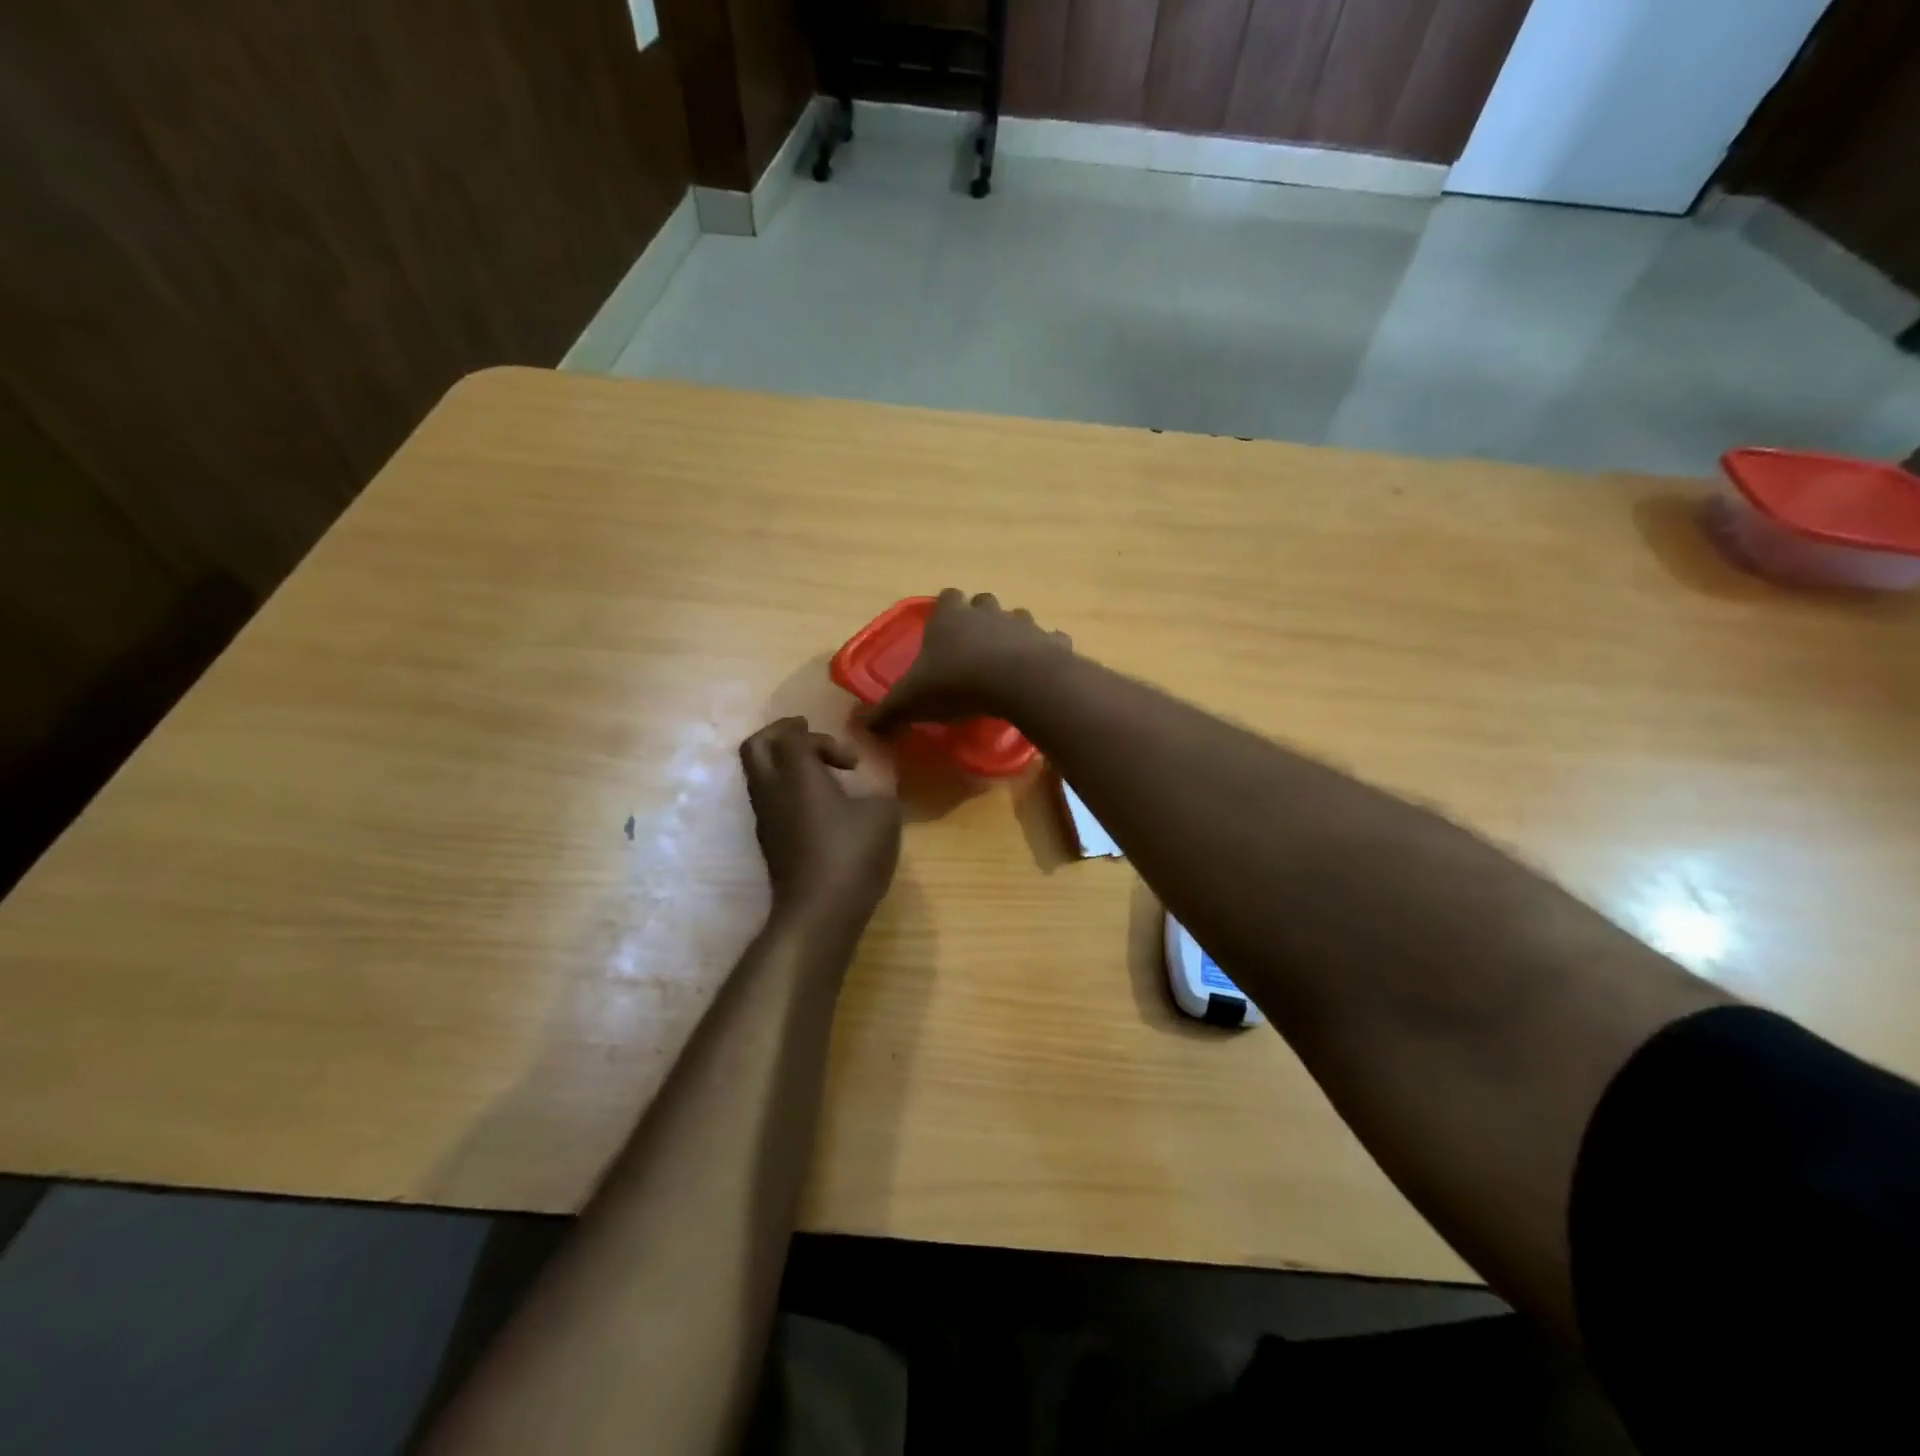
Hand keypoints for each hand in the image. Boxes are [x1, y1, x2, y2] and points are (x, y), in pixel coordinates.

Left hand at [740, 717, 901, 934]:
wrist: (819, 912)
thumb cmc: (852, 854)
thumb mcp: (883, 815)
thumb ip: (880, 792)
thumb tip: (877, 790)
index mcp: (796, 774)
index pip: (792, 736)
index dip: (822, 738)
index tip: (852, 762)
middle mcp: (772, 790)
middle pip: (756, 746)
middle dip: (780, 733)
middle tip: (807, 733)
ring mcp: (765, 818)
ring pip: (758, 774)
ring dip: (783, 763)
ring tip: (817, 772)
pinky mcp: (768, 841)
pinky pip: (768, 799)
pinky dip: (785, 789)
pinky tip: (816, 805)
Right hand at [866, 590, 1071, 733]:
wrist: (1016, 683)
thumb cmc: (956, 684)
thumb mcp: (911, 702)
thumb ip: (887, 712)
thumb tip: (864, 726)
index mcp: (950, 618)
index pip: (946, 597)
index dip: (944, 611)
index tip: (942, 631)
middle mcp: (987, 612)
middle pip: (983, 602)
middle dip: (980, 618)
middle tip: (974, 648)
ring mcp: (1022, 623)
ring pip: (1017, 618)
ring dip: (1012, 634)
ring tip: (1007, 662)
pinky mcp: (1052, 641)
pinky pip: (1051, 640)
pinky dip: (1046, 651)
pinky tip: (1041, 670)